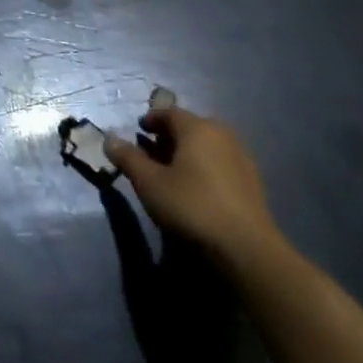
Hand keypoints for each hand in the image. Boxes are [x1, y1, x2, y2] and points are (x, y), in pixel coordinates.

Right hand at [106, 106, 279, 265]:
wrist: (247, 250)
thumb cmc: (192, 206)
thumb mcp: (149, 182)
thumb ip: (128, 157)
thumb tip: (109, 139)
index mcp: (197, 128)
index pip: (168, 112)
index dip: (150, 120)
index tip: (138, 131)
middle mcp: (222, 135)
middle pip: (190, 127)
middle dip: (169, 136)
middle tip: (152, 152)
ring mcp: (242, 158)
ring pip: (207, 145)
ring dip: (188, 152)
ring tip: (173, 172)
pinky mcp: (253, 182)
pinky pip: (221, 162)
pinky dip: (205, 166)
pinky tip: (198, 188)